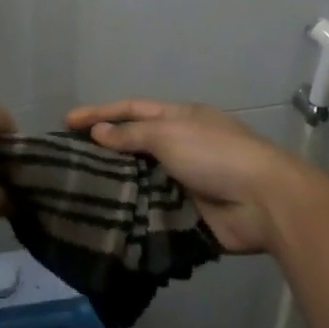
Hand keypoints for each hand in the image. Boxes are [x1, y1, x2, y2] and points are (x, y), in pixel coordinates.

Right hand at [64, 99, 320, 254]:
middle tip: (68, 160)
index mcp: (180, 118)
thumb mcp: (170, 134)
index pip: (131, 110)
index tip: (66, 122)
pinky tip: (105, 217)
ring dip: (115, 183)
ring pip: (140, 178)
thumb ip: (132, 134)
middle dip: (103, 150)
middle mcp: (180, 145)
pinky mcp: (187, 211)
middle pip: (134, 144)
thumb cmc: (215, 155)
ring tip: (78, 191)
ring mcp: (184, 179)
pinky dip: (131, 210)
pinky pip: (151, 208)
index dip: (99, 113)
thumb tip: (99, 133)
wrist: (262, 202)